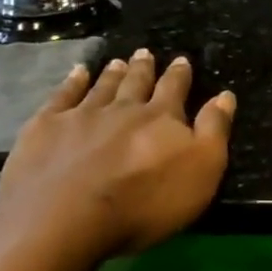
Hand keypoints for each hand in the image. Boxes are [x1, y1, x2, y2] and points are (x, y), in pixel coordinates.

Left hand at [0, 49, 235, 262]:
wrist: (65, 218)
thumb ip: (214, 130)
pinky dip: (71, 83)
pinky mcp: (46, 128)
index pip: (174, 89)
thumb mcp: (201, 171)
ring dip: (112, 73)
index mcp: (161, 117)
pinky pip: (62, 96)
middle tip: (145, 52)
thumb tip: (225, 95)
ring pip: (102, 86)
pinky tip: (76, 73)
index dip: (179, 74)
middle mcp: (124, 108)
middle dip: (143, 68)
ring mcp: (82, 115)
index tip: (181, 59)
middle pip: (136, 82)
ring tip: (117, 61)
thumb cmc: (143, 202)